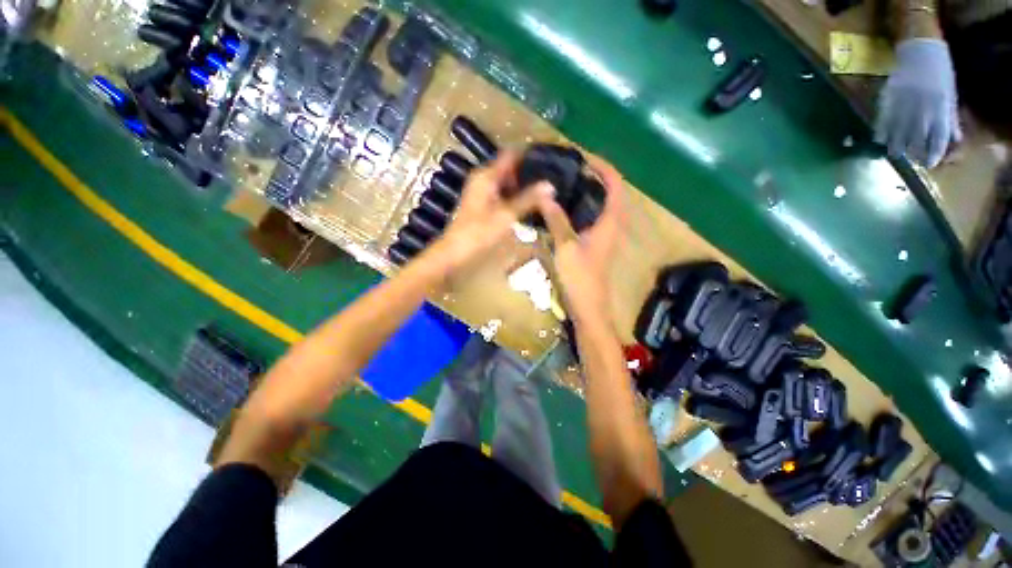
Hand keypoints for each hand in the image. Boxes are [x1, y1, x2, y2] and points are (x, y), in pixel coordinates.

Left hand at [428, 152, 551, 274]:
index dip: (530, 156)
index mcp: (487, 175)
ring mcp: (482, 192)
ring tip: (544, 194)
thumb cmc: (479, 233)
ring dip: (523, 187)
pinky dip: (515, 198)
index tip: (550, 162)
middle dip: (529, 174)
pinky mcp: (482, 204)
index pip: (512, 155)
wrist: (455, 253)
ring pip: (507, 183)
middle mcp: (483, 179)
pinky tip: (529, 206)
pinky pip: (502, 194)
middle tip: (551, 181)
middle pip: (510, 169)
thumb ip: (529, 199)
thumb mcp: (507, 215)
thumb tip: (550, 185)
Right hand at [536, 155, 626, 323]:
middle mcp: (613, 225)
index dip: (603, 167)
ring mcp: (607, 236)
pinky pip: (596, 218)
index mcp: (610, 222)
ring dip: (591, 191)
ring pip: (603, 206)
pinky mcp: (599, 244)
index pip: (614, 185)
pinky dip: (585, 207)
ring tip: (569, 182)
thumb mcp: (565, 245)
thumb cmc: (580, 276)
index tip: (584, 157)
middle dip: (597, 176)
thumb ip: (557, 218)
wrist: (589, 306)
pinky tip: (567, 209)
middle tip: (573, 168)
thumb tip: (546, 193)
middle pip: (611, 193)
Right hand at [875, 39, 961, 167]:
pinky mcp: (889, 100)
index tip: (929, 163)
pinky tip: (880, 140)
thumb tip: (954, 139)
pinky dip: (880, 133)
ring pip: (897, 133)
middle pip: (916, 139)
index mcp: (941, 109)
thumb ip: (950, 117)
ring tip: (894, 153)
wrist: (921, 50)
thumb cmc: (940, 72)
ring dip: (895, 146)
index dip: (934, 154)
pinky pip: (883, 121)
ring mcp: (904, 105)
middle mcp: (923, 110)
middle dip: (912, 152)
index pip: (938, 139)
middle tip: (910, 159)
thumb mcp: (950, 95)